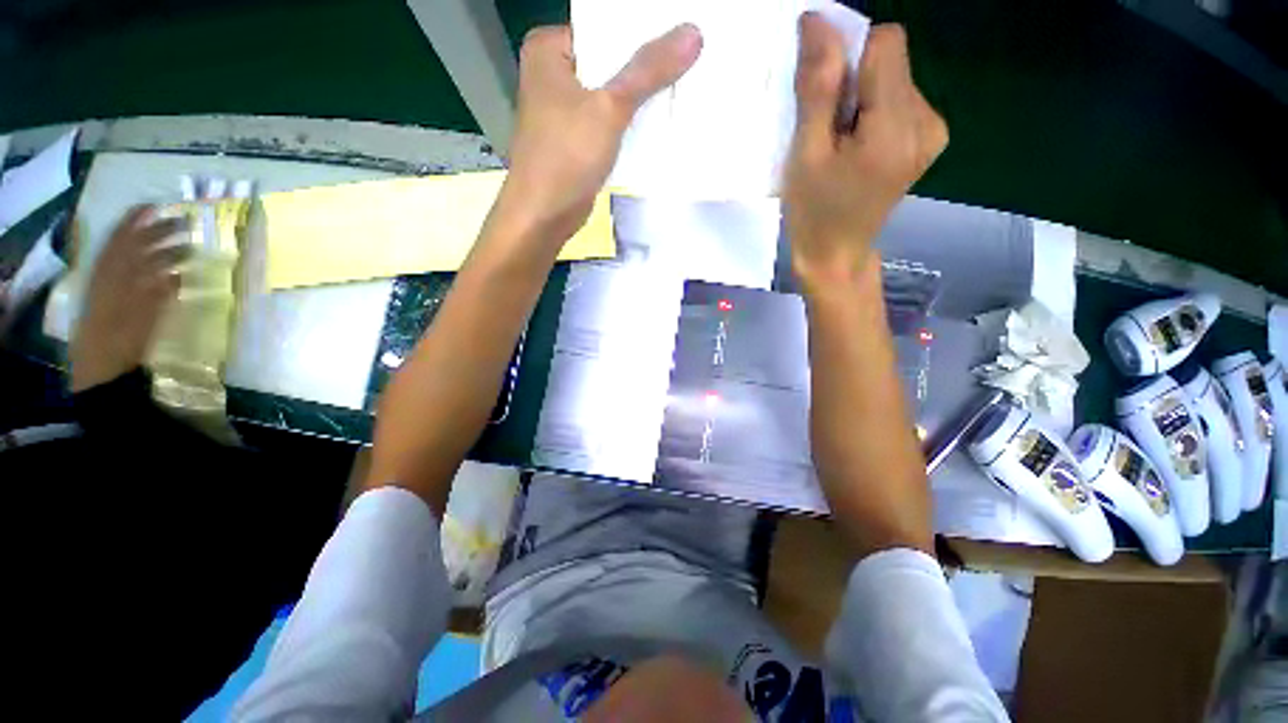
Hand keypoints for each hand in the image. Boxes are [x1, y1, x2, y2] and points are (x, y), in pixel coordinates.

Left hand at [71, 206, 187, 391]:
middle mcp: (115, 276)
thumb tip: (175, 276)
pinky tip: (179, 276)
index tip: (158, 205)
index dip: (138, 220)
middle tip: (186, 224)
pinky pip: (148, 283)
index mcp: (111, 272)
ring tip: (190, 250)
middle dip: (159, 232)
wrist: (103, 369)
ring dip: (165, 253)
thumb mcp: (134, 312)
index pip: (124, 237)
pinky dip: (164, 276)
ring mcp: (123, 291)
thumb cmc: (118, 339)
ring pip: (143, 263)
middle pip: (136, 246)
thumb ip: (152, 292)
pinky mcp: (132, 305)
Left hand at [492, 23, 702, 245]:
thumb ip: (648, 71)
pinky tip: (662, 123)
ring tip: (685, 88)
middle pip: (610, 60)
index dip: (643, 31)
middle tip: (691, 61)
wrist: (544, 216)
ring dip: (643, 98)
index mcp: (549, 50)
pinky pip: (611, 122)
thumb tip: (692, 34)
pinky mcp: (577, 140)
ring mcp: (565, 109)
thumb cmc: (566, 157)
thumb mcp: (609, 109)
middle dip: (647, 67)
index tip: (681, 35)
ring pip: (612, 94)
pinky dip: (632, 123)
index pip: (604, 27)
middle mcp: (554, 73)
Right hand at [784, 16, 947, 292]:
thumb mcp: (806, 155)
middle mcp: (928, 121)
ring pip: (895, 76)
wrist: (836, 254)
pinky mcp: (928, 138)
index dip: (847, 51)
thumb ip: (818, 88)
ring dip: (861, 93)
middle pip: (892, 58)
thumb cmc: (813, 212)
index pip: (885, 45)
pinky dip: (872, 108)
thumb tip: (818, 21)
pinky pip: (899, 97)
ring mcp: (932, 131)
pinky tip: (856, 143)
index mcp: (897, 129)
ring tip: (839, 140)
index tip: (819, 88)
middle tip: (825, 125)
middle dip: (853, 77)